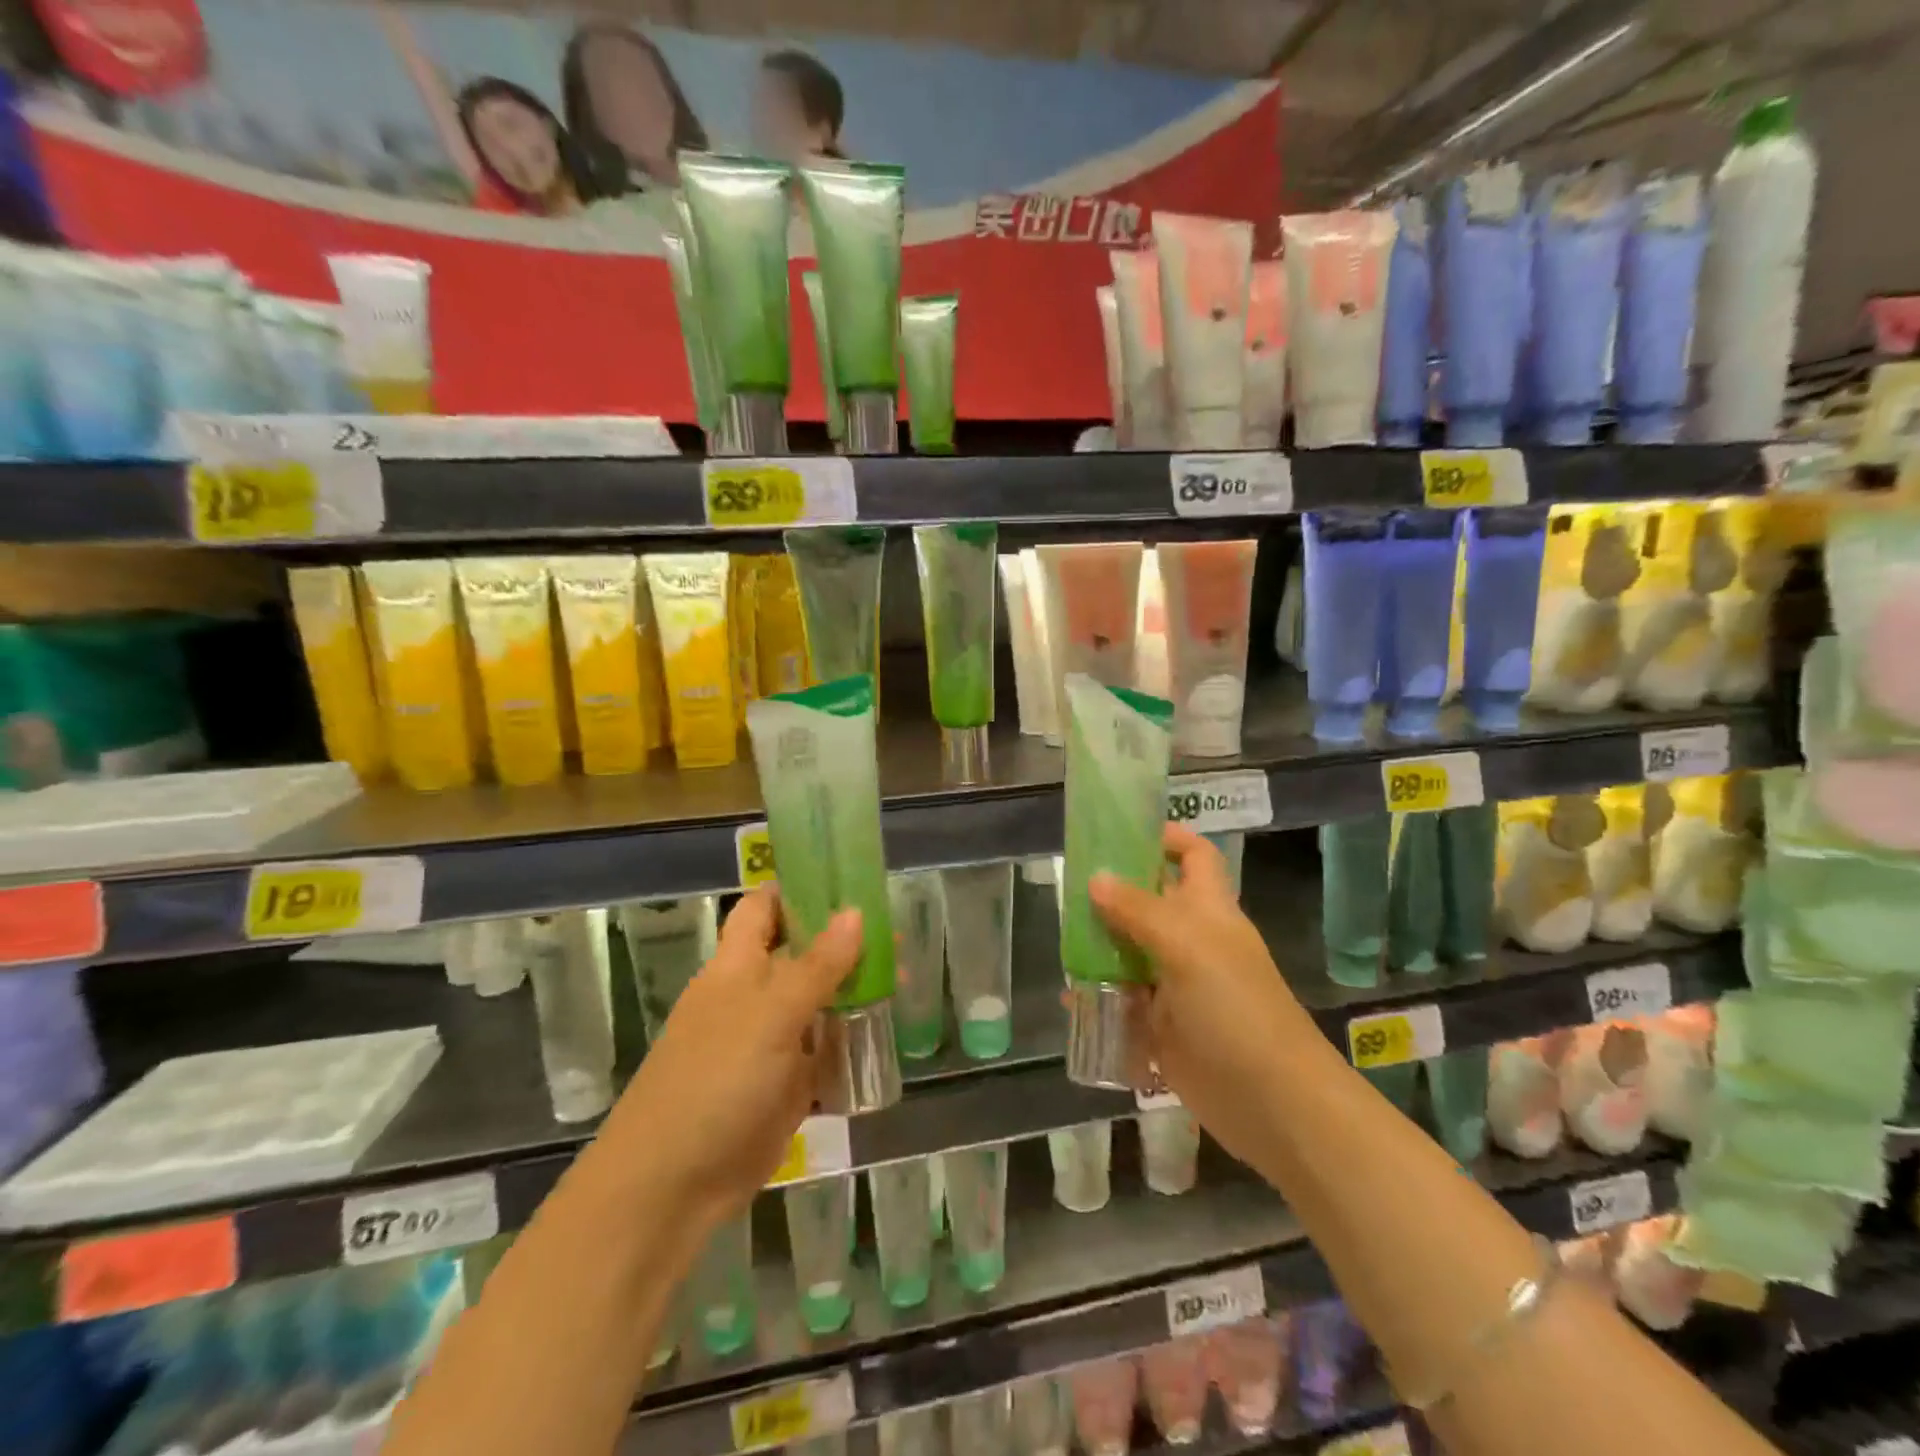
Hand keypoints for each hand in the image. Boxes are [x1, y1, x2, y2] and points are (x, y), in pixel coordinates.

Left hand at [605, 887, 861, 1229]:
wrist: (672, 1185)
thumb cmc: (716, 1080)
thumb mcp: (771, 1014)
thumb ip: (817, 965)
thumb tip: (855, 911)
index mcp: (737, 966)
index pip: (764, 909)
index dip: (799, 889)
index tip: (846, 879)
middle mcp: (753, 996)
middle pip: (801, 954)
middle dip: (843, 942)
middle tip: (895, 935)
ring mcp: (769, 1042)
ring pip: (817, 1003)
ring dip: (853, 992)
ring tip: (904, 979)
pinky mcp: (784, 1085)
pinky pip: (823, 1052)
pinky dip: (850, 1042)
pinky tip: (886, 1033)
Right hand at [1090, 825, 1314, 1169]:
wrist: (1270, 1101)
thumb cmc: (1235, 1007)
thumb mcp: (1187, 946)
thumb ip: (1138, 910)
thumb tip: (1095, 878)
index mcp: (1208, 911)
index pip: (1193, 856)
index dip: (1165, 837)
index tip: (1120, 831)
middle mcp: (1192, 941)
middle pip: (1149, 903)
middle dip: (1111, 894)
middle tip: (1067, 890)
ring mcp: (1176, 985)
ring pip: (1130, 953)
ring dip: (1098, 949)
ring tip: (1060, 943)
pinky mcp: (1162, 1027)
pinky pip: (1123, 1003)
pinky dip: (1098, 999)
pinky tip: (1071, 1001)